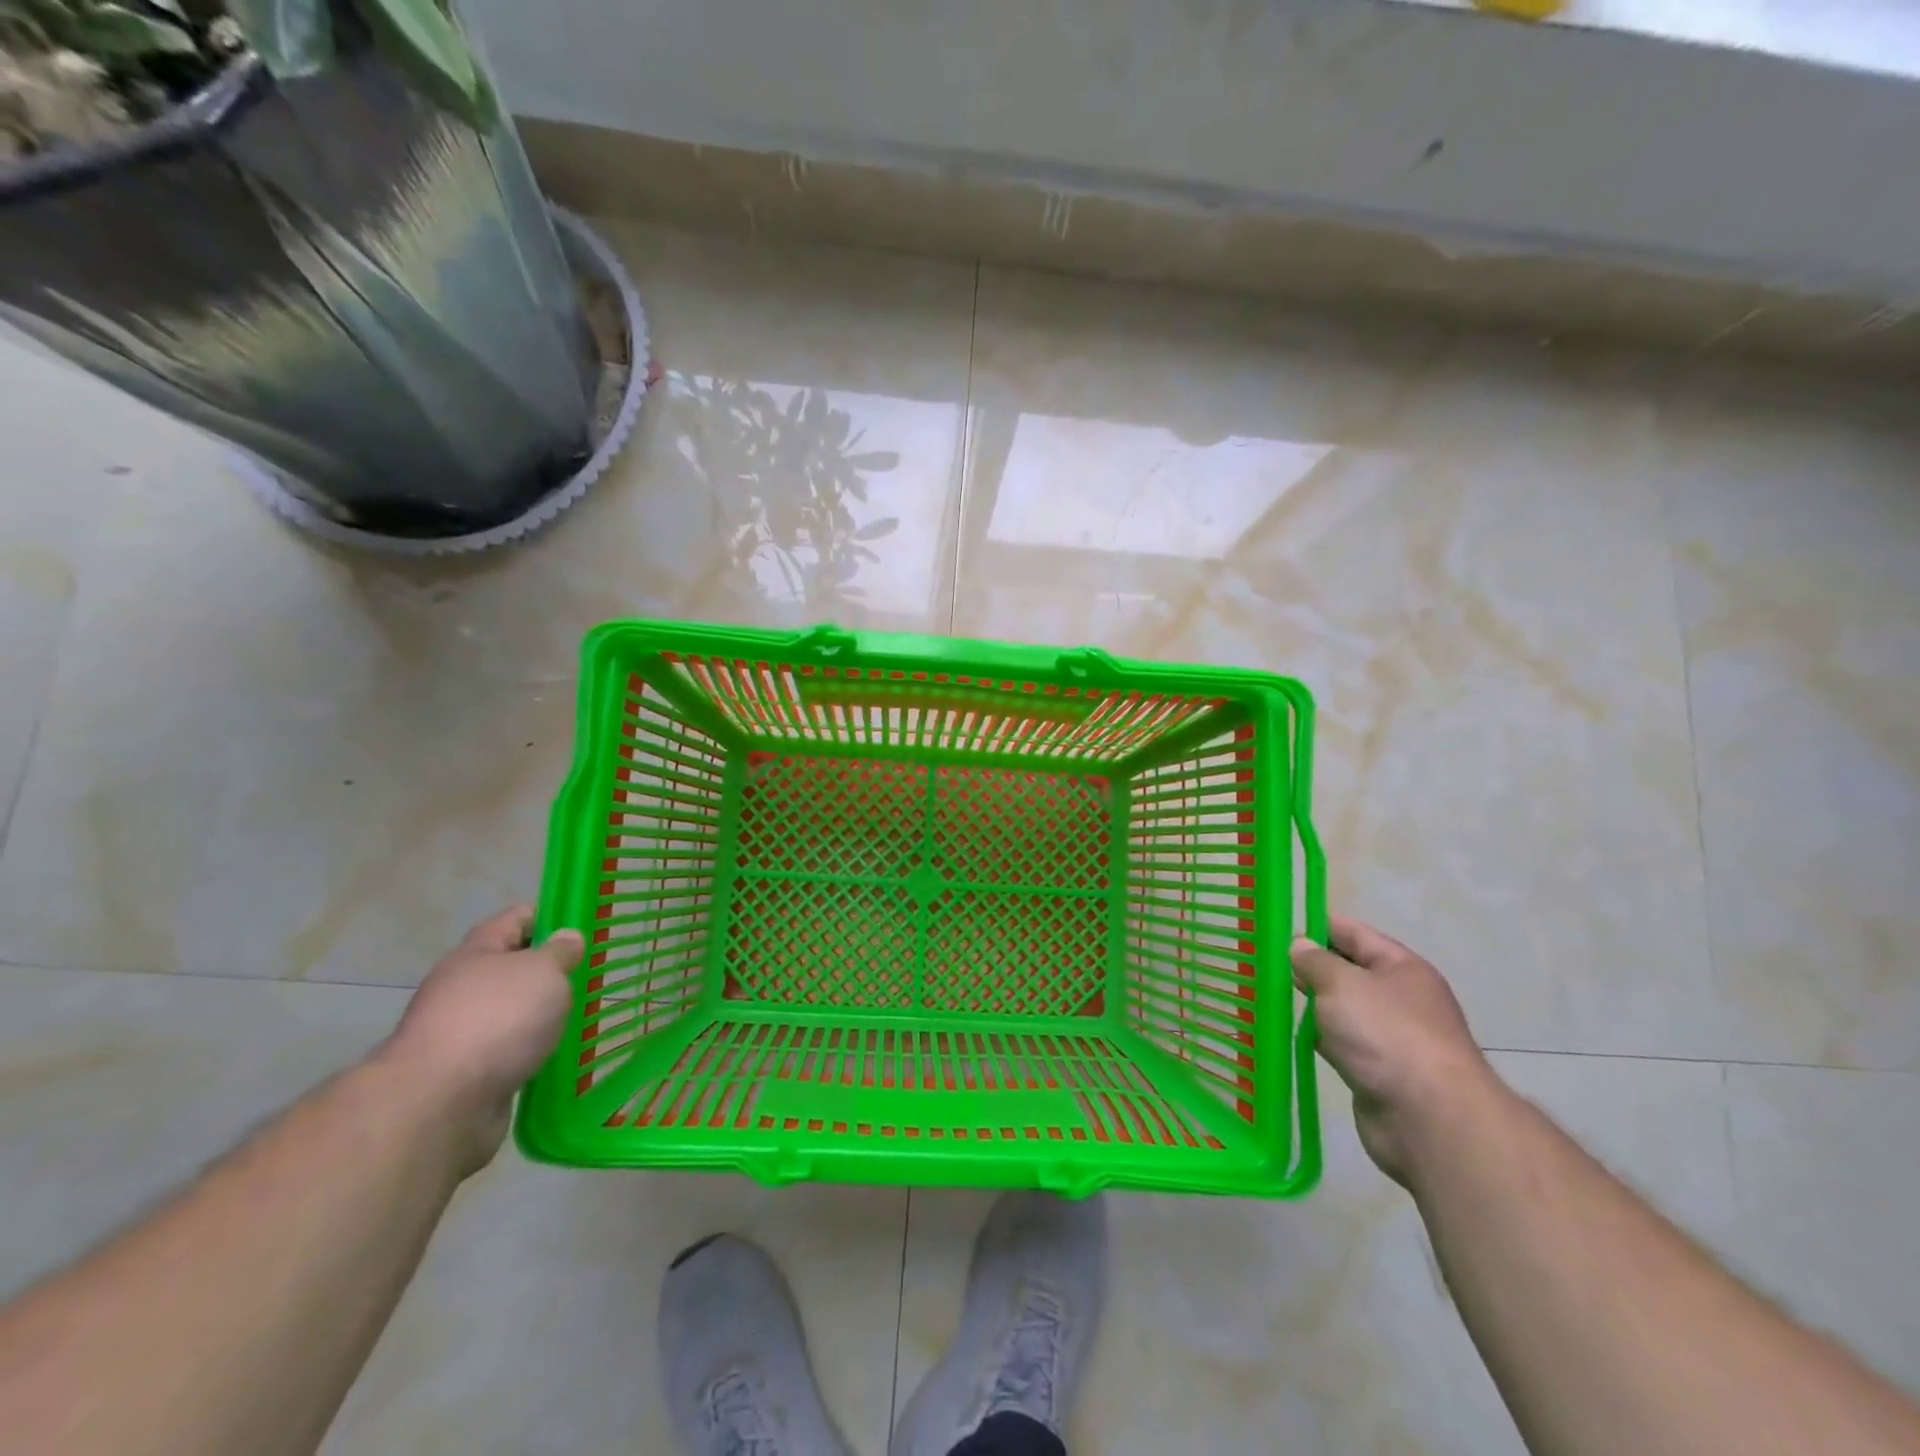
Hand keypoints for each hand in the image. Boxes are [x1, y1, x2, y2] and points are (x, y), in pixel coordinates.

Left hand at [379, 906, 583, 1171]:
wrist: (439, 1104)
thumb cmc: (497, 1019)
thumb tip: (567, 937)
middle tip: (590, 974)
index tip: (582, 924)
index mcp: (476, 953)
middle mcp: (462, 988)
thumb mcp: (543, 971)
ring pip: (510, 1013)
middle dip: (548, 971)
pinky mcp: (465, 1075)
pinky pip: (507, 1052)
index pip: (515, 919)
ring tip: (581, 1016)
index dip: (548, 916)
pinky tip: (558, 1055)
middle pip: (511, 967)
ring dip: (539, 1015)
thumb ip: (560, 952)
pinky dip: (530, 1052)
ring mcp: (460, 1033)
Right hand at [1291, 916, 1499, 1187]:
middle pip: (1348, 971)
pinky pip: (1341, 1043)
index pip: (1354, 933)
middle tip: (1266, 961)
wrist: (1429, 1119)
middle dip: (1310, 966)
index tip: (1279, 925)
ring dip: (1312, 1004)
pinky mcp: (1378, 1072)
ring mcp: (1391, 1038)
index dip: (1317, 925)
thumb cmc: (1386, 1034)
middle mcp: (1400, 998)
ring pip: (1342, 1010)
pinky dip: (1318, 1038)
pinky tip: (1290, 1034)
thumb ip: (1315, 961)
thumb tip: (1299, 946)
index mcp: (1401, 967)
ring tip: (1269, 993)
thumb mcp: (1342, 984)